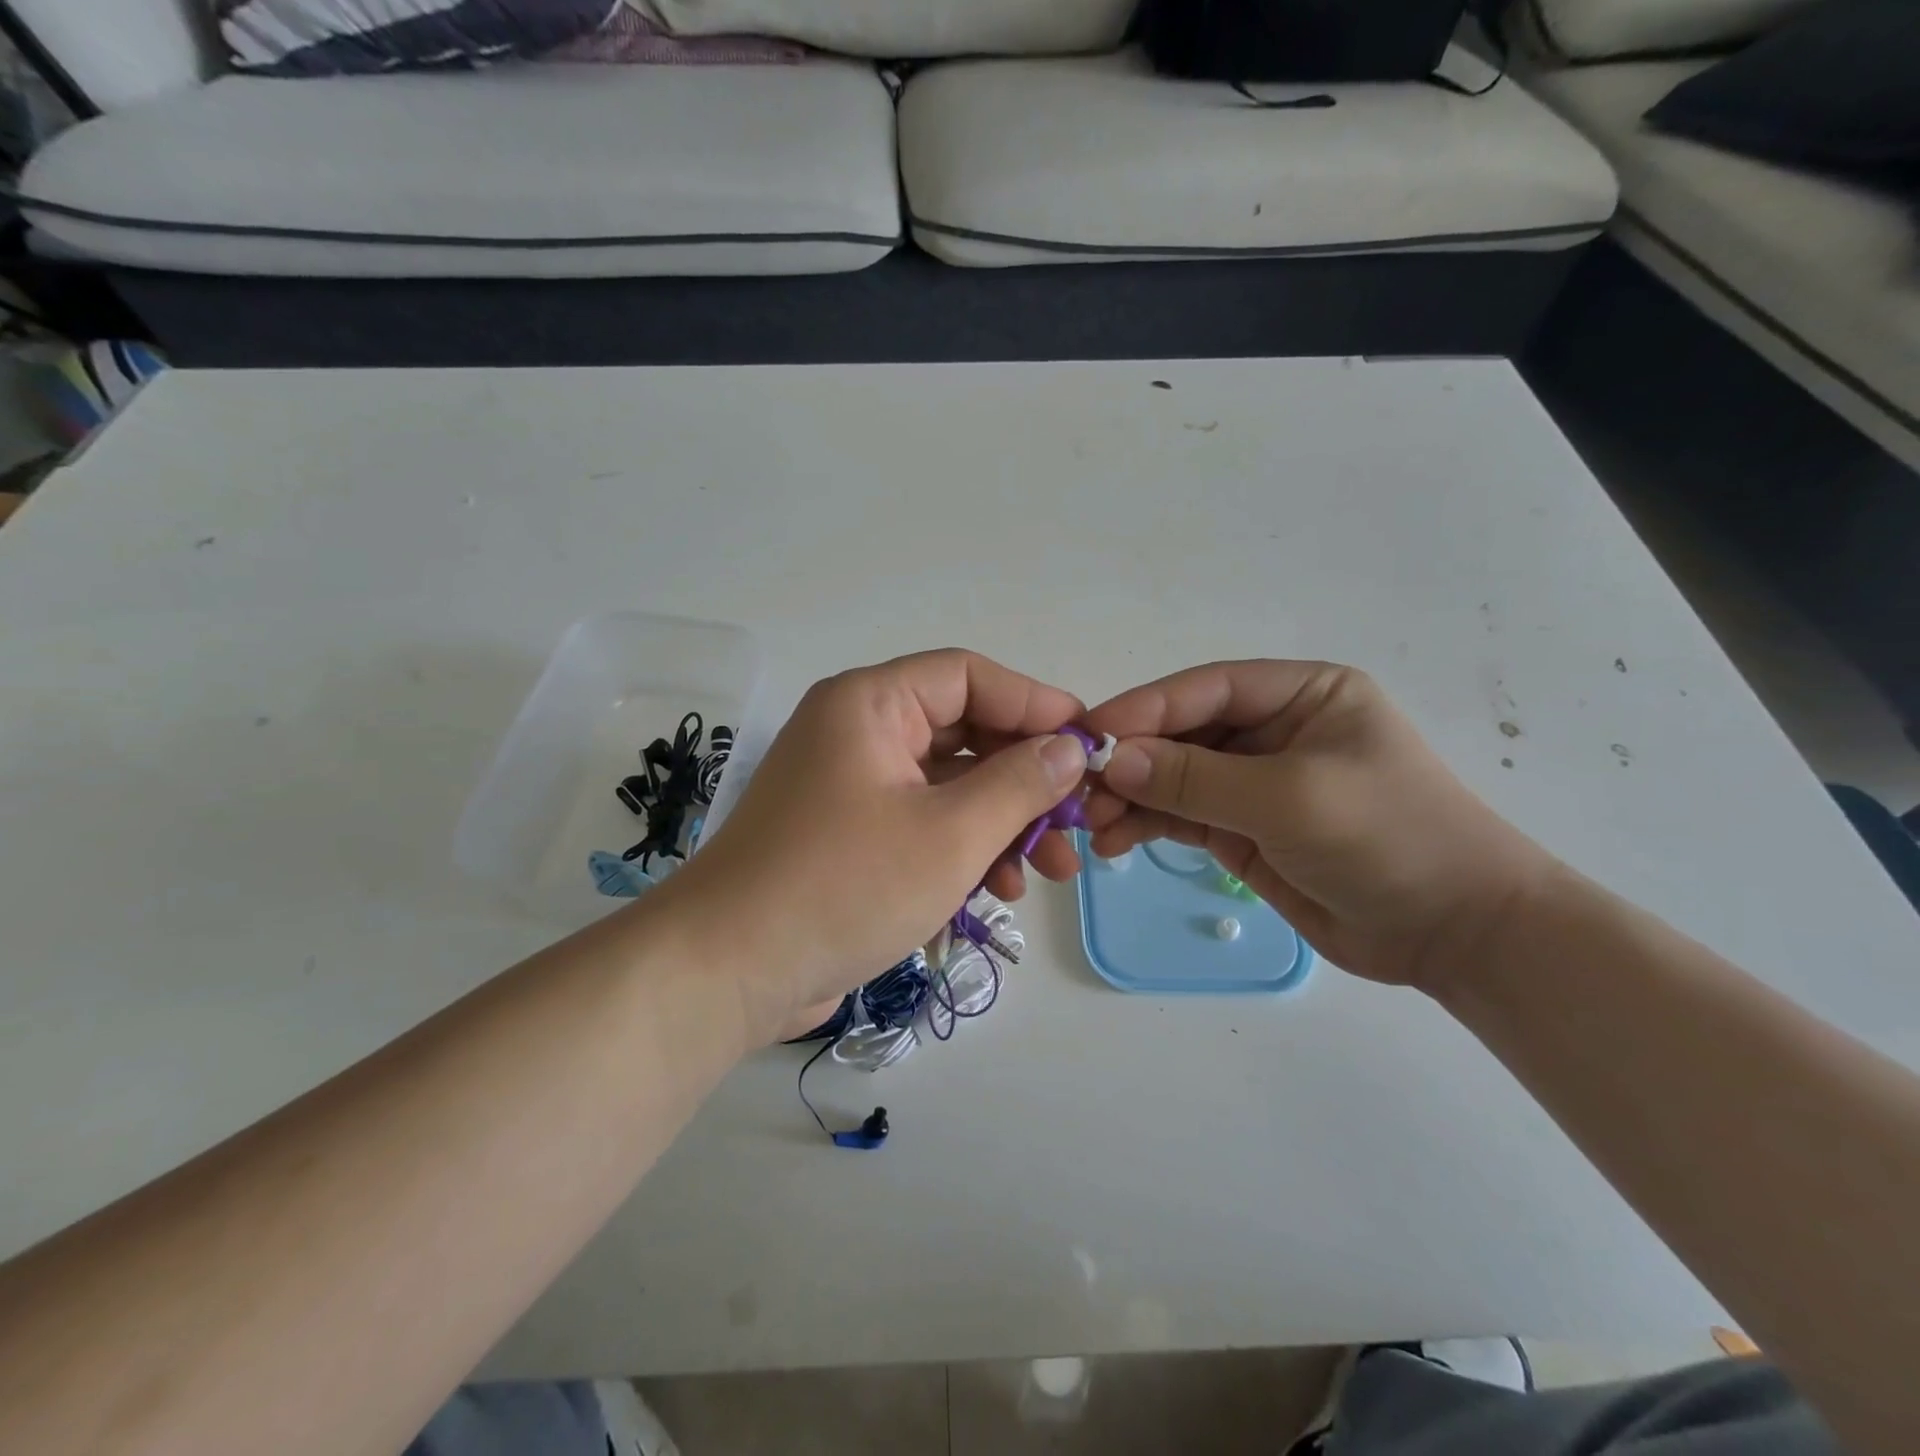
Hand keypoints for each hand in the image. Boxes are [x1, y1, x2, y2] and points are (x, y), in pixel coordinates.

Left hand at [665, 650, 1088, 1042]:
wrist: (728, 971)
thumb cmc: (844, 886)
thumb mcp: (950, 834)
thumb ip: (1019, 783)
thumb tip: (1070, 748)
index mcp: (872, 704)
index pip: (969, 677)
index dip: (1034, 704)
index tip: (1088, 743)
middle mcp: (859, 732)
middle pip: (963, 733)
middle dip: (1025, 780)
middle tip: (1076, 820)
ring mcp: (852, 786)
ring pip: (948, 786)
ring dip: (1002, 823)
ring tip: (1050, 871)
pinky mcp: (850, 836)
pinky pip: (922, 823)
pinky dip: (963, 848)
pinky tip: (999, 889)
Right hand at [1083, 661, 1555, 989]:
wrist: (1454, 933)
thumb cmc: (1389, 839)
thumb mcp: (1291, 798)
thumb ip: (1197, 779)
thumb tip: (1113, 760)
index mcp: (1300, 694)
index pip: (1206, 689)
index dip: (1145, 708)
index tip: (1089, 734)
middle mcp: (1273, 730)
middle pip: (1182, 733)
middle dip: (1131, 760)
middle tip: (1081, 791)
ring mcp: (1254, 782)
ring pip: (1173, 777)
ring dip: (1131, 797)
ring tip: (1092, 825)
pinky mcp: (1241, 829)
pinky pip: (1180, 816)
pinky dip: (1145, 826)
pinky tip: (1115, 842)